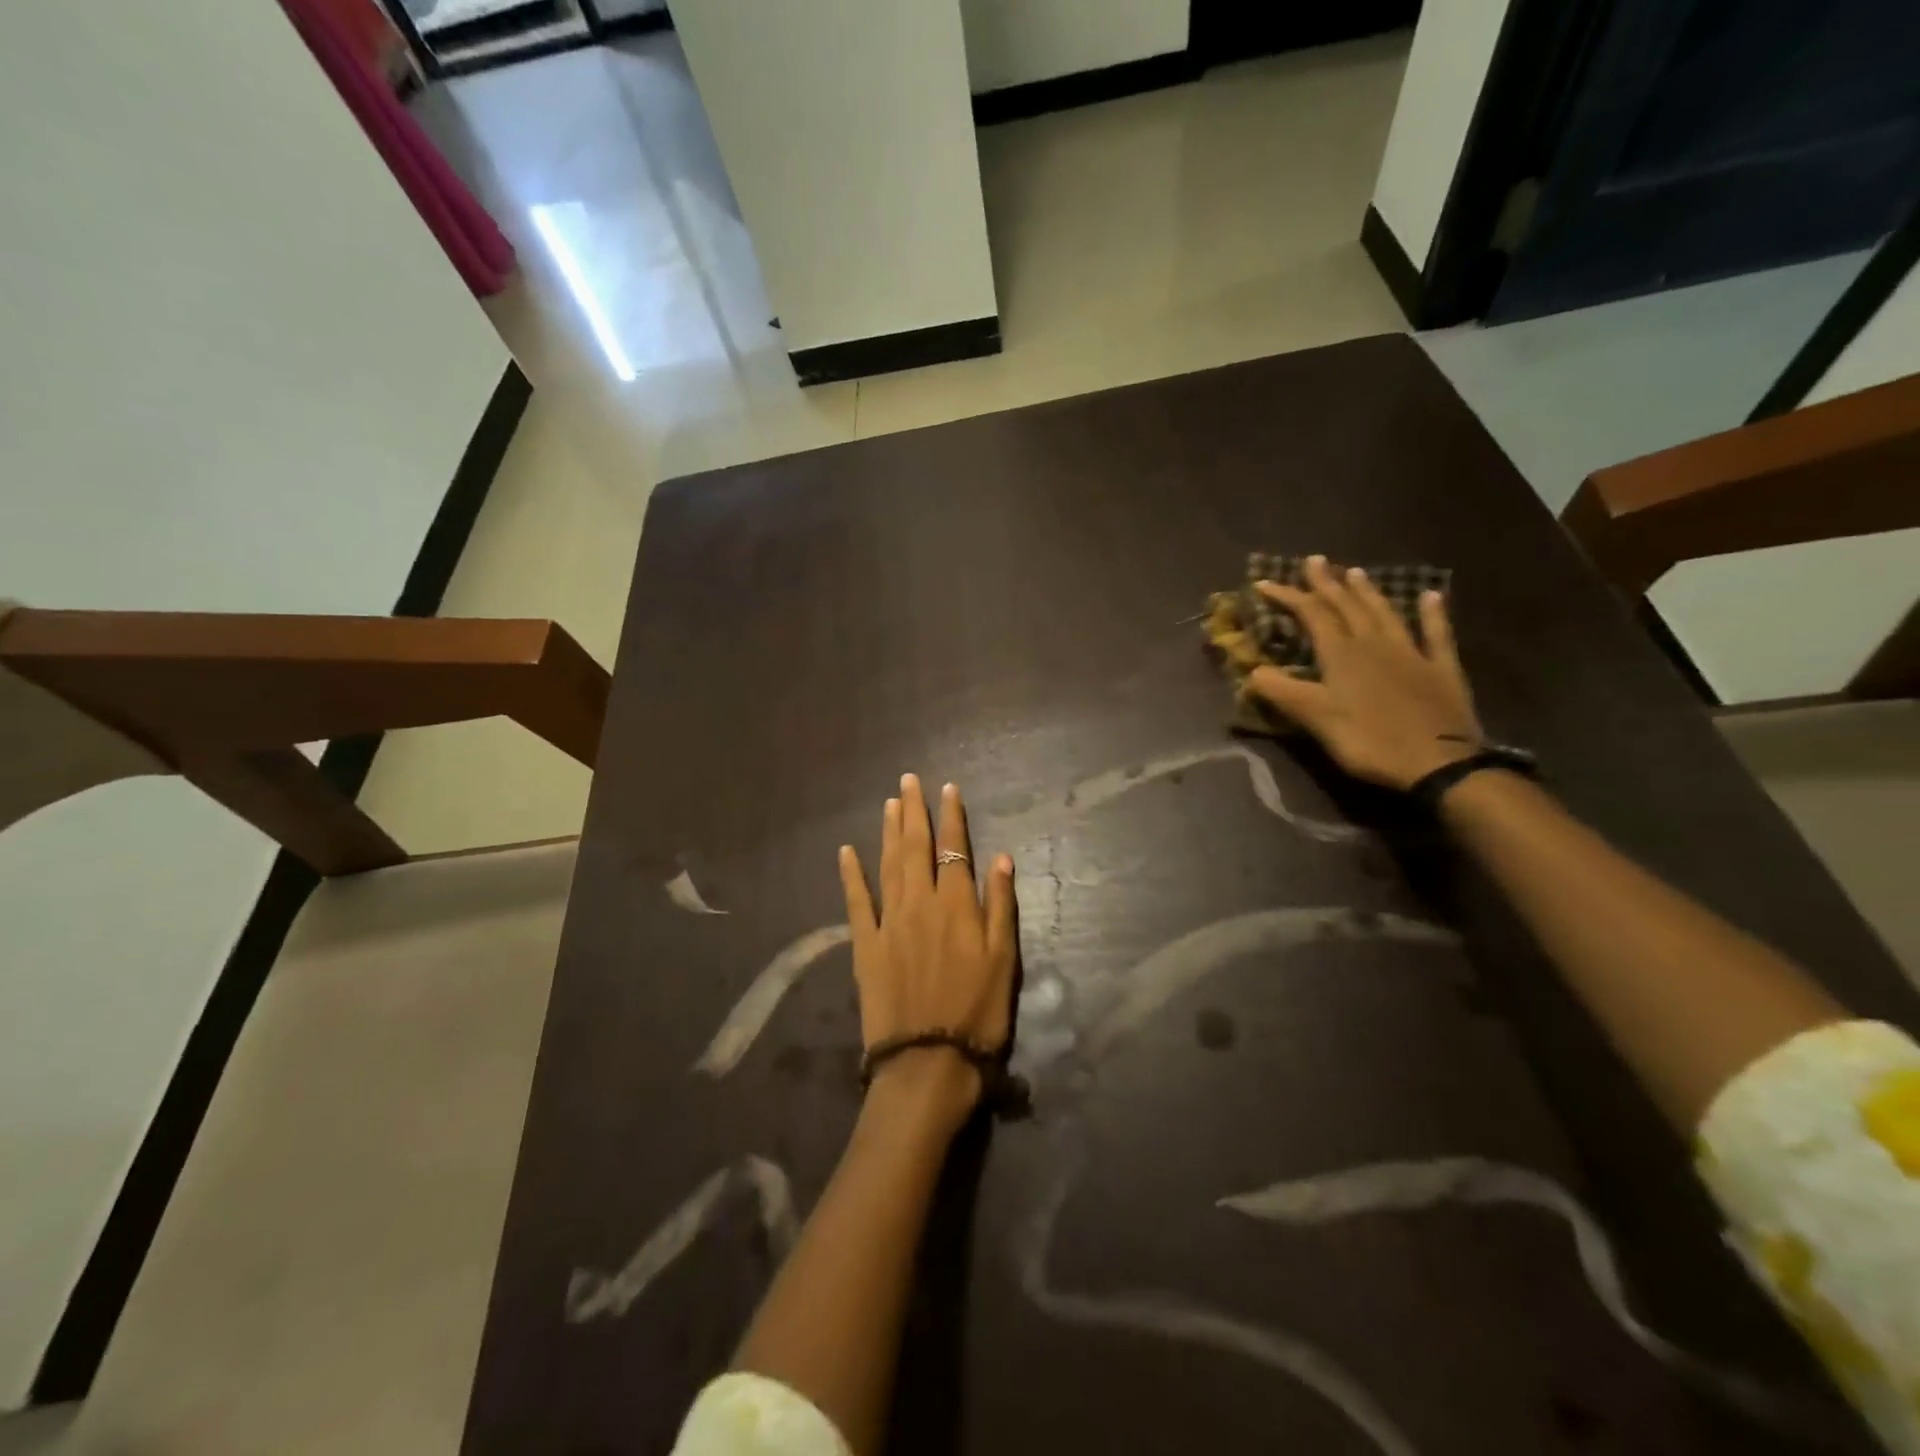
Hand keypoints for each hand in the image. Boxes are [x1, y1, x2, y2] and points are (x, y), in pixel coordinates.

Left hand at [838, 775, 1016, 1134]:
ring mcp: (889, 922)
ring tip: (889, 803)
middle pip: (916, 847)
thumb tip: (1000, 858)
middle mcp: (921, 903)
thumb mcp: (1005, 961)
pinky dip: (851, 874)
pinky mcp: (865, 945)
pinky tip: (846, 851)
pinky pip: (856, 902)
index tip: (948, 789)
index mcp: (957, 905)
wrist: (928, 1061)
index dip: (952, 817)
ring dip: (888, 831)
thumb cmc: (977, 1013)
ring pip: (888, 864)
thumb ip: (1000, 906)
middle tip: (909, 780)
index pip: (954, 849)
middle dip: (914, 811)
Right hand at [1248, 555, 1482, 791]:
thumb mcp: (1316, 719)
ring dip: (1367, 591)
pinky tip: (1430, 596)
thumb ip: (1284, 692)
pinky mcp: (1441, 670)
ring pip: (1385, 613)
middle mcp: (1375, 644)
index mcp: (1342, 654)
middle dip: (1327, 583)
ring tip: (1355, 571)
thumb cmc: (1369, 741)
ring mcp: (1412, 654)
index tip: (1264, 582)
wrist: (1439, 763)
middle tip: (1314, 560)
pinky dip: (1432, 613)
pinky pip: (1437, 634)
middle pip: (1347, 606)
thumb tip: (1252, 671)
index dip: (1288, 596)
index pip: (1311, 615)